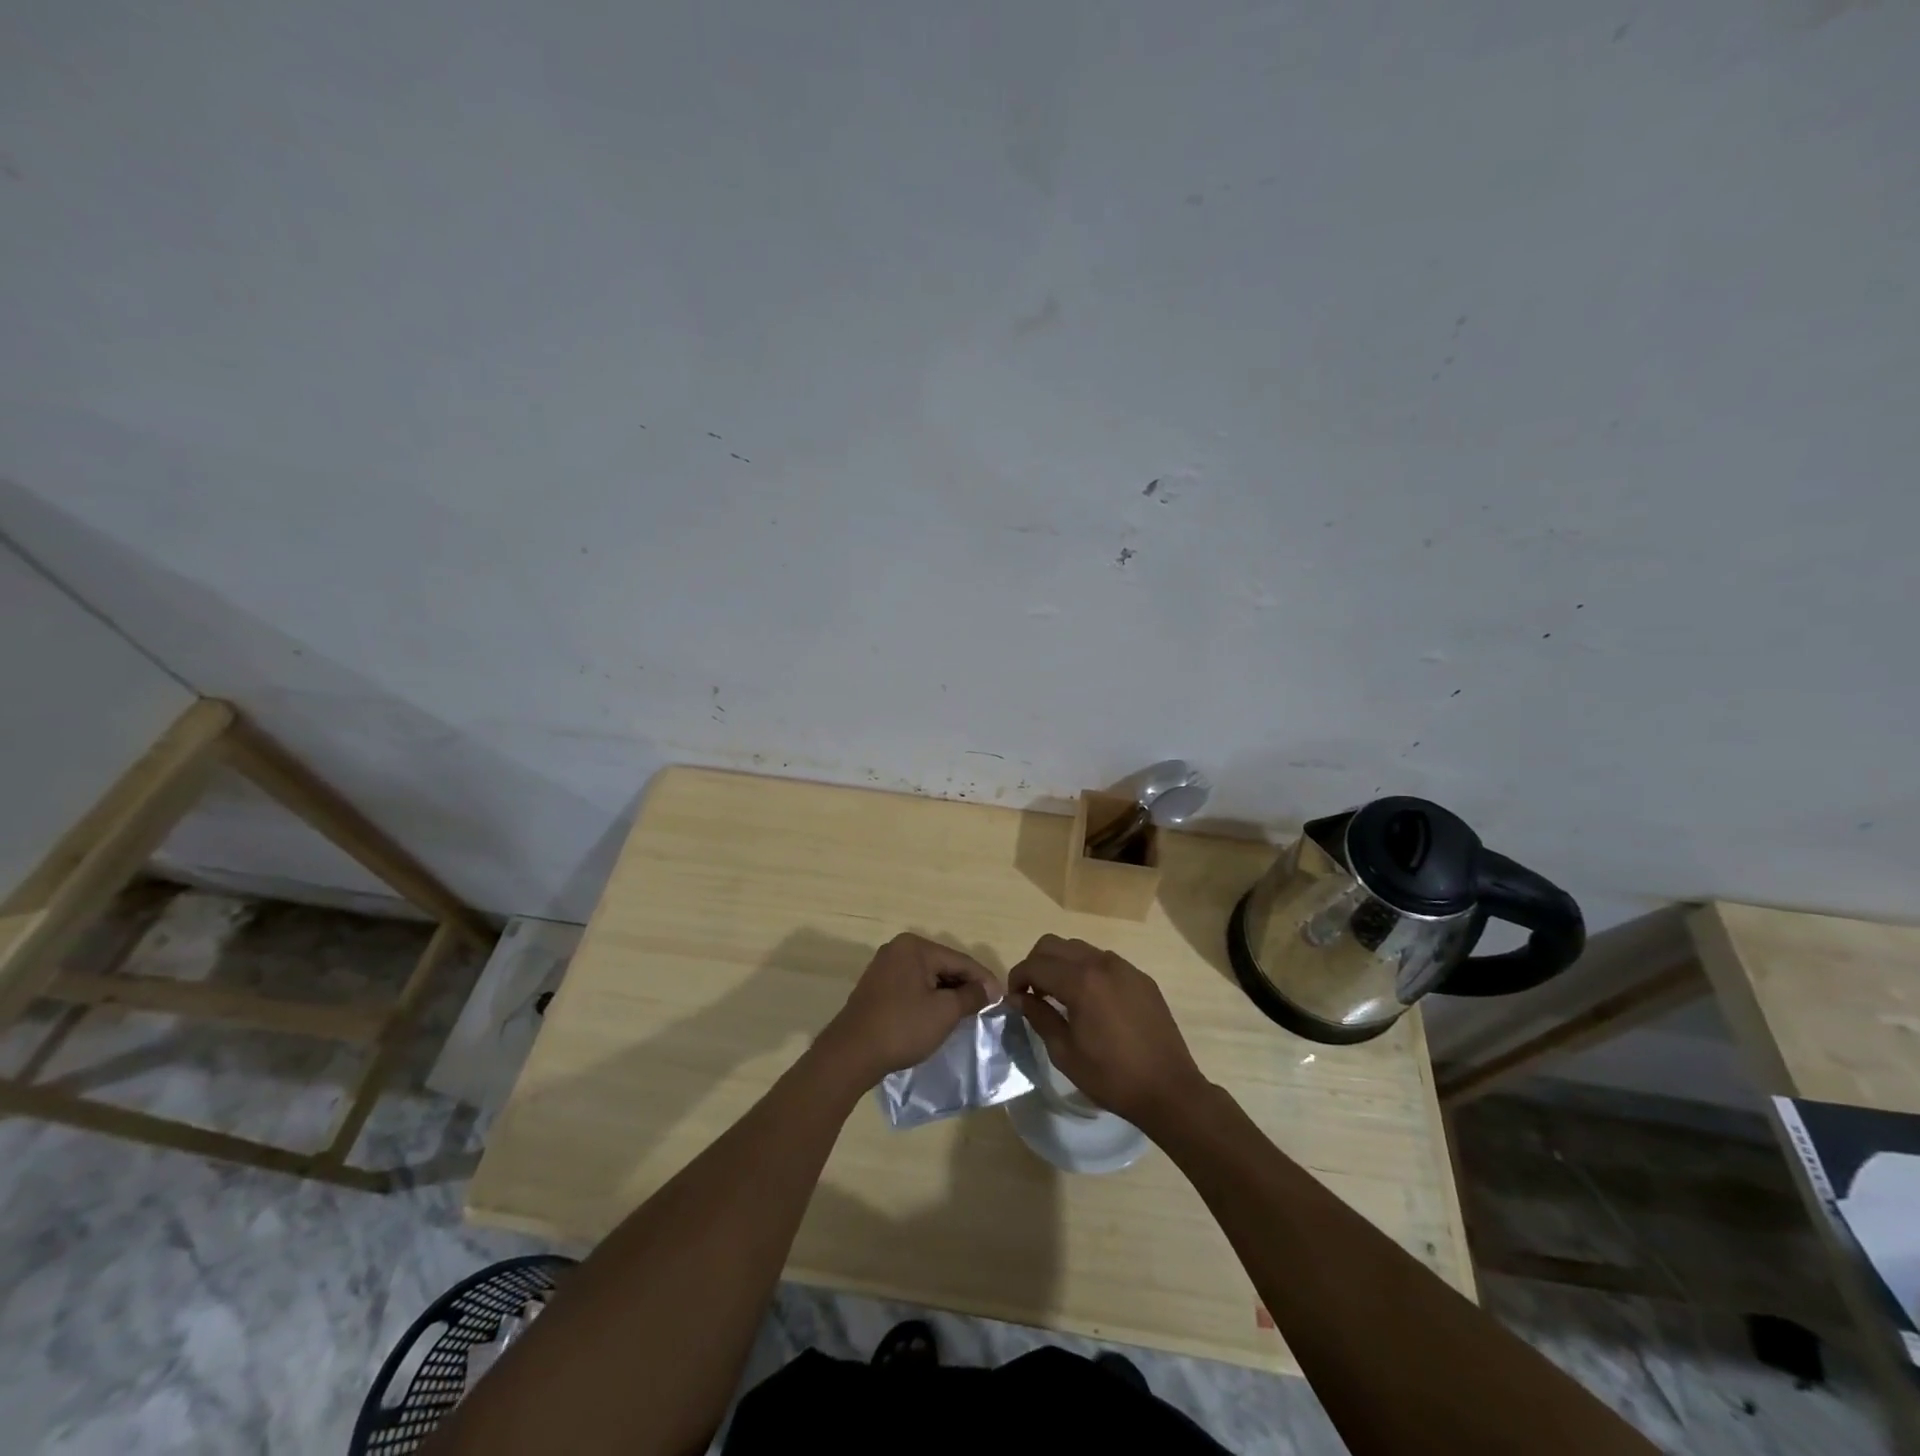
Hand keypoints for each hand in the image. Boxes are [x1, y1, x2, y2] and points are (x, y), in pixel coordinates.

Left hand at [816, 933, 1002, 1085]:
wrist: (851, 1054)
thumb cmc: (902, 1028)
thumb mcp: (944, 1012)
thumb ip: (971, 996)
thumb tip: (991, 989)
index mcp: (914, 947)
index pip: (959, 960)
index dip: (983, 979)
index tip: (1002, 998)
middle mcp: (898, 949)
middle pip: (943, 965)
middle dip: (964, 985)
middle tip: (985, 1006)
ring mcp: (884, 967)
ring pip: (927, 976)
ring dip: (947, 993)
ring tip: (966, 1012)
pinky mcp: (876, 986)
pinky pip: (912, 985)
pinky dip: (928, 997)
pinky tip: (938, 1014)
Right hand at [1010, 935, 1208, 1131]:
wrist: (1169, 1089)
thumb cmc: (1111, 1077)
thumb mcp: (1064, 1052)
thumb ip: (1038, 1016)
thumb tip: (1017, 997)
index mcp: (1080, 981)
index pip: (1035, 964)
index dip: (1017, 977)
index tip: (1013, 998)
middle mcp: (1101, 963)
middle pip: (1054, 944)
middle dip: (1036, 963)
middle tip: (1032, 993)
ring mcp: (1125, 967)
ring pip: (1079, 948)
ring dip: (1061, 964)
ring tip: (1059, 995)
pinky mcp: (1141, 978)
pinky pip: (1104, 961)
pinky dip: (1086, 970)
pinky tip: (1090, 1001)